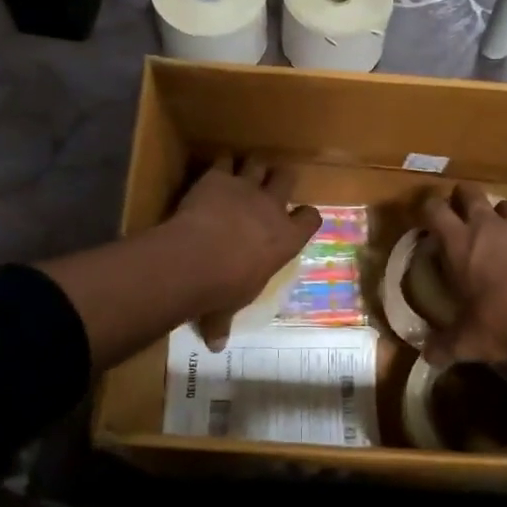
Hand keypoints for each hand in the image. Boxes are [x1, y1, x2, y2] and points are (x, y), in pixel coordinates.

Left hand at [165, 158, 320, 349]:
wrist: (196, 260)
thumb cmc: (223, 289)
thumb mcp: (228, 308)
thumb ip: (223, 321)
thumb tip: (216, 346)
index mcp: (286, 240)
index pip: (310, 219)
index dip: (305, 216)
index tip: (298, 217)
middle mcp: (272, 208)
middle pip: (287, 178)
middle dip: (281, 178)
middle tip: (272, 183)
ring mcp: (245, 188)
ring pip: (258, 162)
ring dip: (252, 165)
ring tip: (244, 170)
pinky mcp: (217, 177)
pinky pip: (223, 160)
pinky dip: (219, 163)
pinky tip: (213, 169)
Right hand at [416, 186, 506, 366]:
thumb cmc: (504, 323)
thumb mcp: (467, 341)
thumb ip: (443, 346)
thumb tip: (427, 357)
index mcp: (459, 243)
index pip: (434, 208)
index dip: (425, 207)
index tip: (422, 216)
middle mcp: (488, 228)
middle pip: (469, 193)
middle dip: (459, 198)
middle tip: (455, 215)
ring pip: (503, 204)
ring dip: (495, 212)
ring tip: (492, 230)